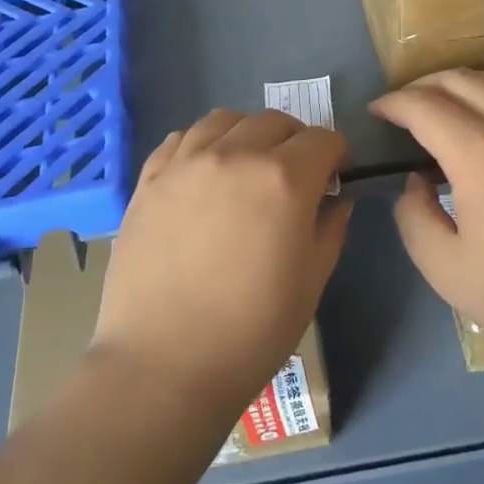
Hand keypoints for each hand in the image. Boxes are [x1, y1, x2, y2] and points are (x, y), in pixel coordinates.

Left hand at [91, 110, 351, 420]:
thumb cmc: (252, 331)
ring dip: (246, 134)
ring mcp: (185, 163)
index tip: (332, 179)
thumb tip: (333, 200)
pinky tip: (203, 172)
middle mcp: (235, 155)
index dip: (335, 156)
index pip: (323, 139)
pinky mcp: (149, 180)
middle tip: (293, 175)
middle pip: (274, 121)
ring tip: (245, 166)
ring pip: (224, 120)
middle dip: (294, 141)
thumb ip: (330, 229)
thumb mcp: (311, 282)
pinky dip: (201, 144)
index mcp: (284, 179)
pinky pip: (180, 139)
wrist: (164, 363)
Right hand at [370, 69, 483, 369]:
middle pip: (462, 80)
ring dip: (461, 86)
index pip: (425, 106)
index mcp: (483, 156)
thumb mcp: (448, 272)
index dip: (393, 103)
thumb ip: (414, 219)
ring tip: (442, 109)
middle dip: (423, 85)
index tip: (376, 112)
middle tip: (402, 107)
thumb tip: (416, 183)